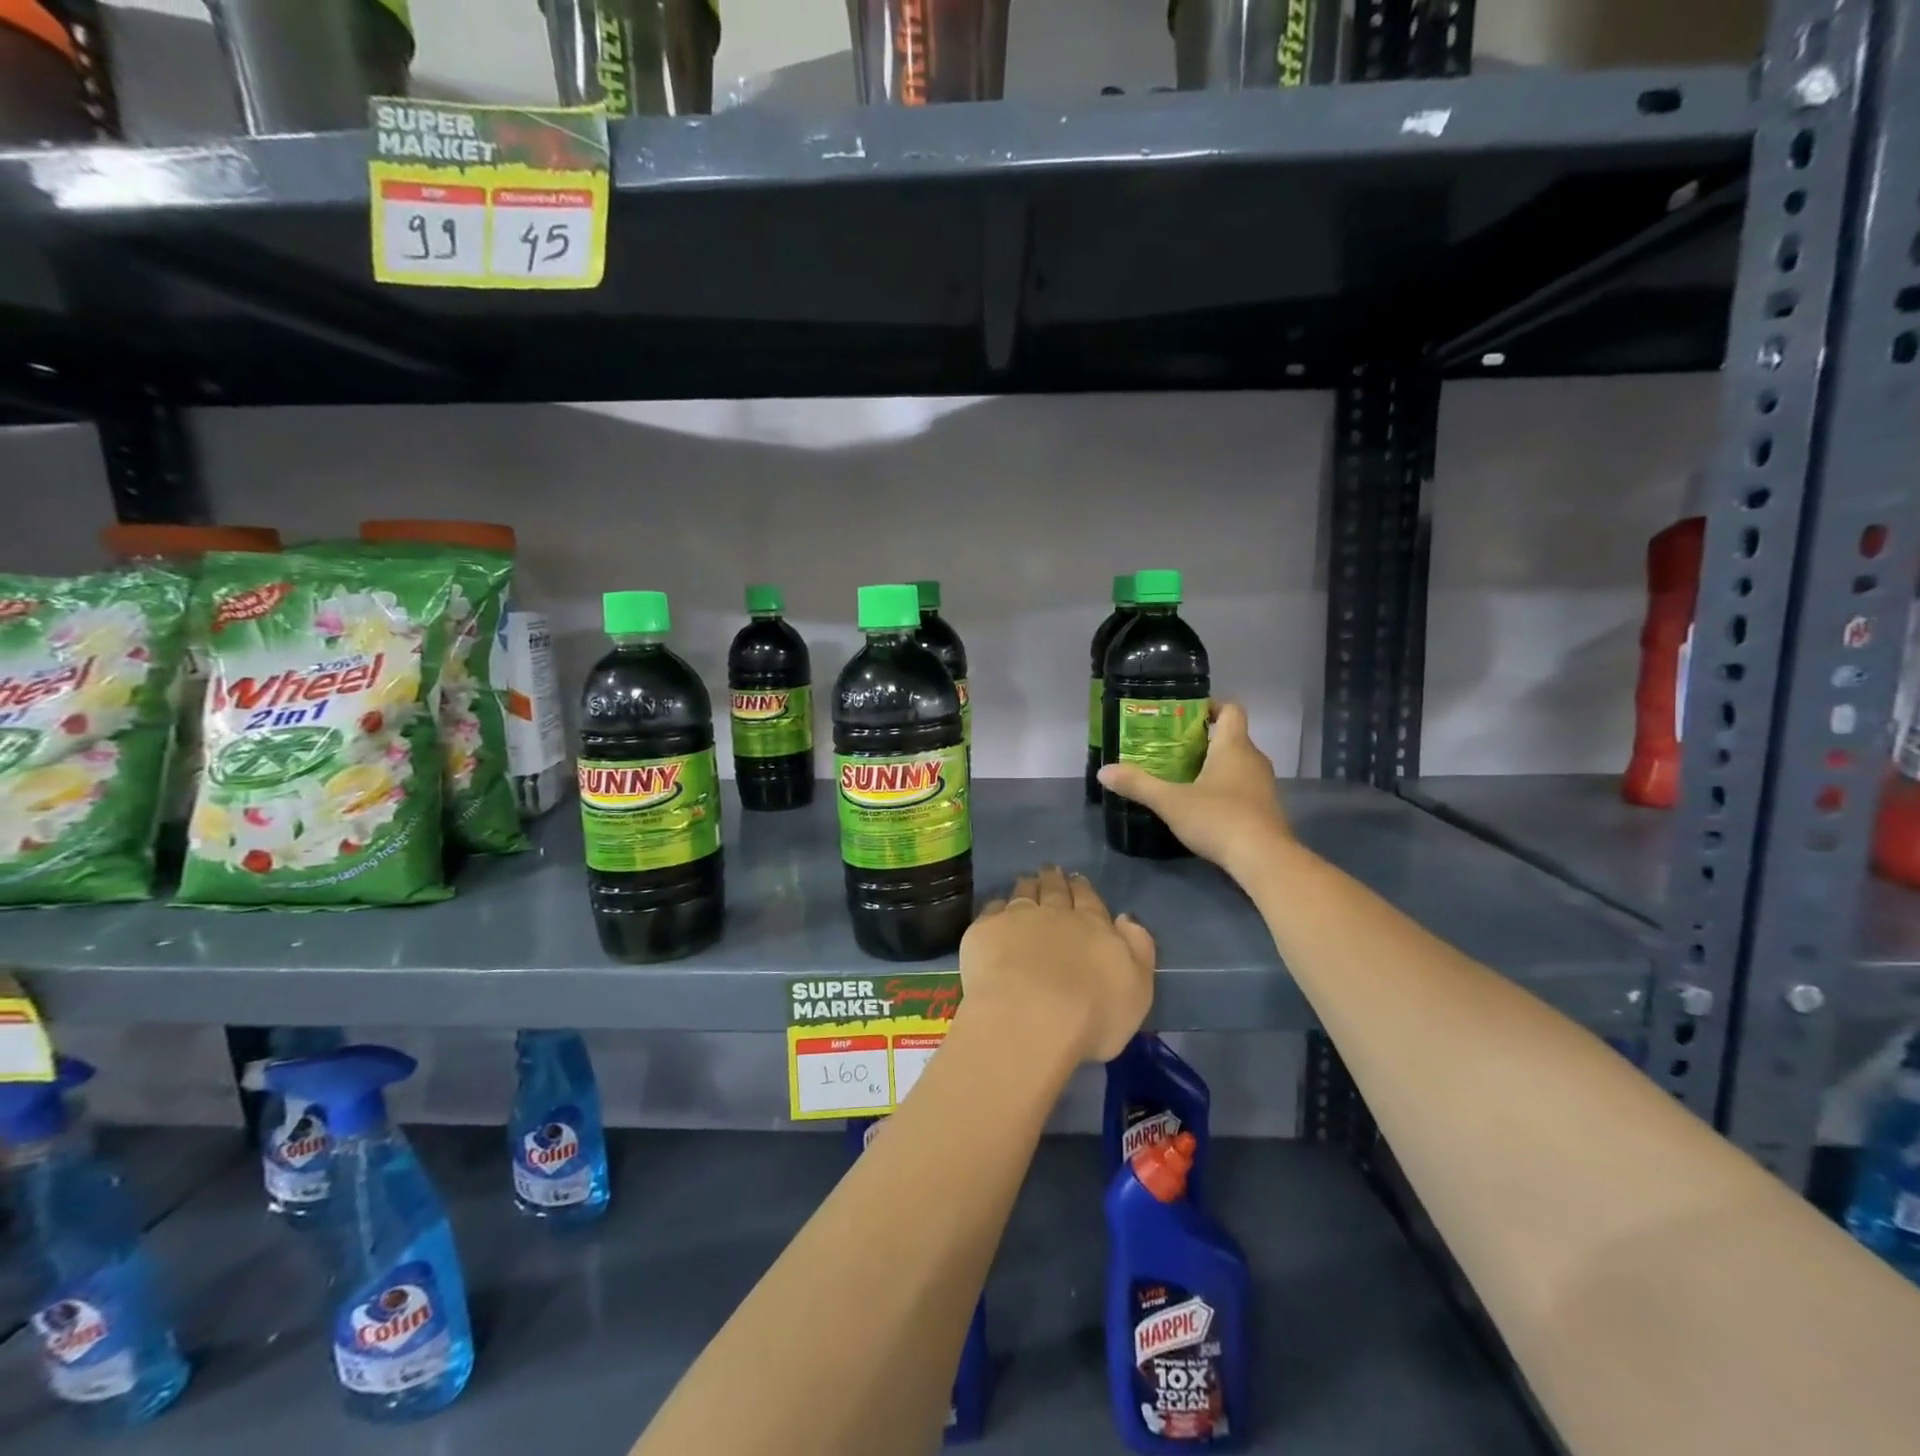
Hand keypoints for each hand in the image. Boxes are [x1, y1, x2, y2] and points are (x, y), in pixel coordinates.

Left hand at [958, 866, 1155, 1063]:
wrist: (1029, 1019)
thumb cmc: (1091, 1016)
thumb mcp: (1136, 991)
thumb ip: (1137, 950)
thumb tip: (1125, 918)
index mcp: (1093, 927)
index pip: (1089, 900)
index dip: (1083, 889)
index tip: (1077, 880)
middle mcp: (1055, 914)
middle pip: (1055, 890)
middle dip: (1054, 879)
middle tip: (1051, 870)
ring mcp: (1017, 918)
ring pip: (1023, 893)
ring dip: (1027, 885)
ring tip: (1026, 880)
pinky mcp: (985, 931)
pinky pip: (992, 910)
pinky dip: (996, 907)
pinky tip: (995, 909)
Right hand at [1097, 702, 1290, 874]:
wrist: (1264, 859)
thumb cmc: (1218, 818)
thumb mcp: (1170, 802)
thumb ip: (1138, 785)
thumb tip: (1104, 772)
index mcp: (1234, 747)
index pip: (1231, 710)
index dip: (1211, 706)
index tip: (1185, 715)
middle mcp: (1253, 759)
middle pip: (1231, 738)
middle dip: (1203, 741)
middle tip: (1171, 749)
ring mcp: (1263, 786)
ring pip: (1237, 765)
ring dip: (1213, 766)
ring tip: (1181, 777)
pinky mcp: (1265, 809)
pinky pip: (1243, 788)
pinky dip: (1224, 789)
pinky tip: (1201, 806)